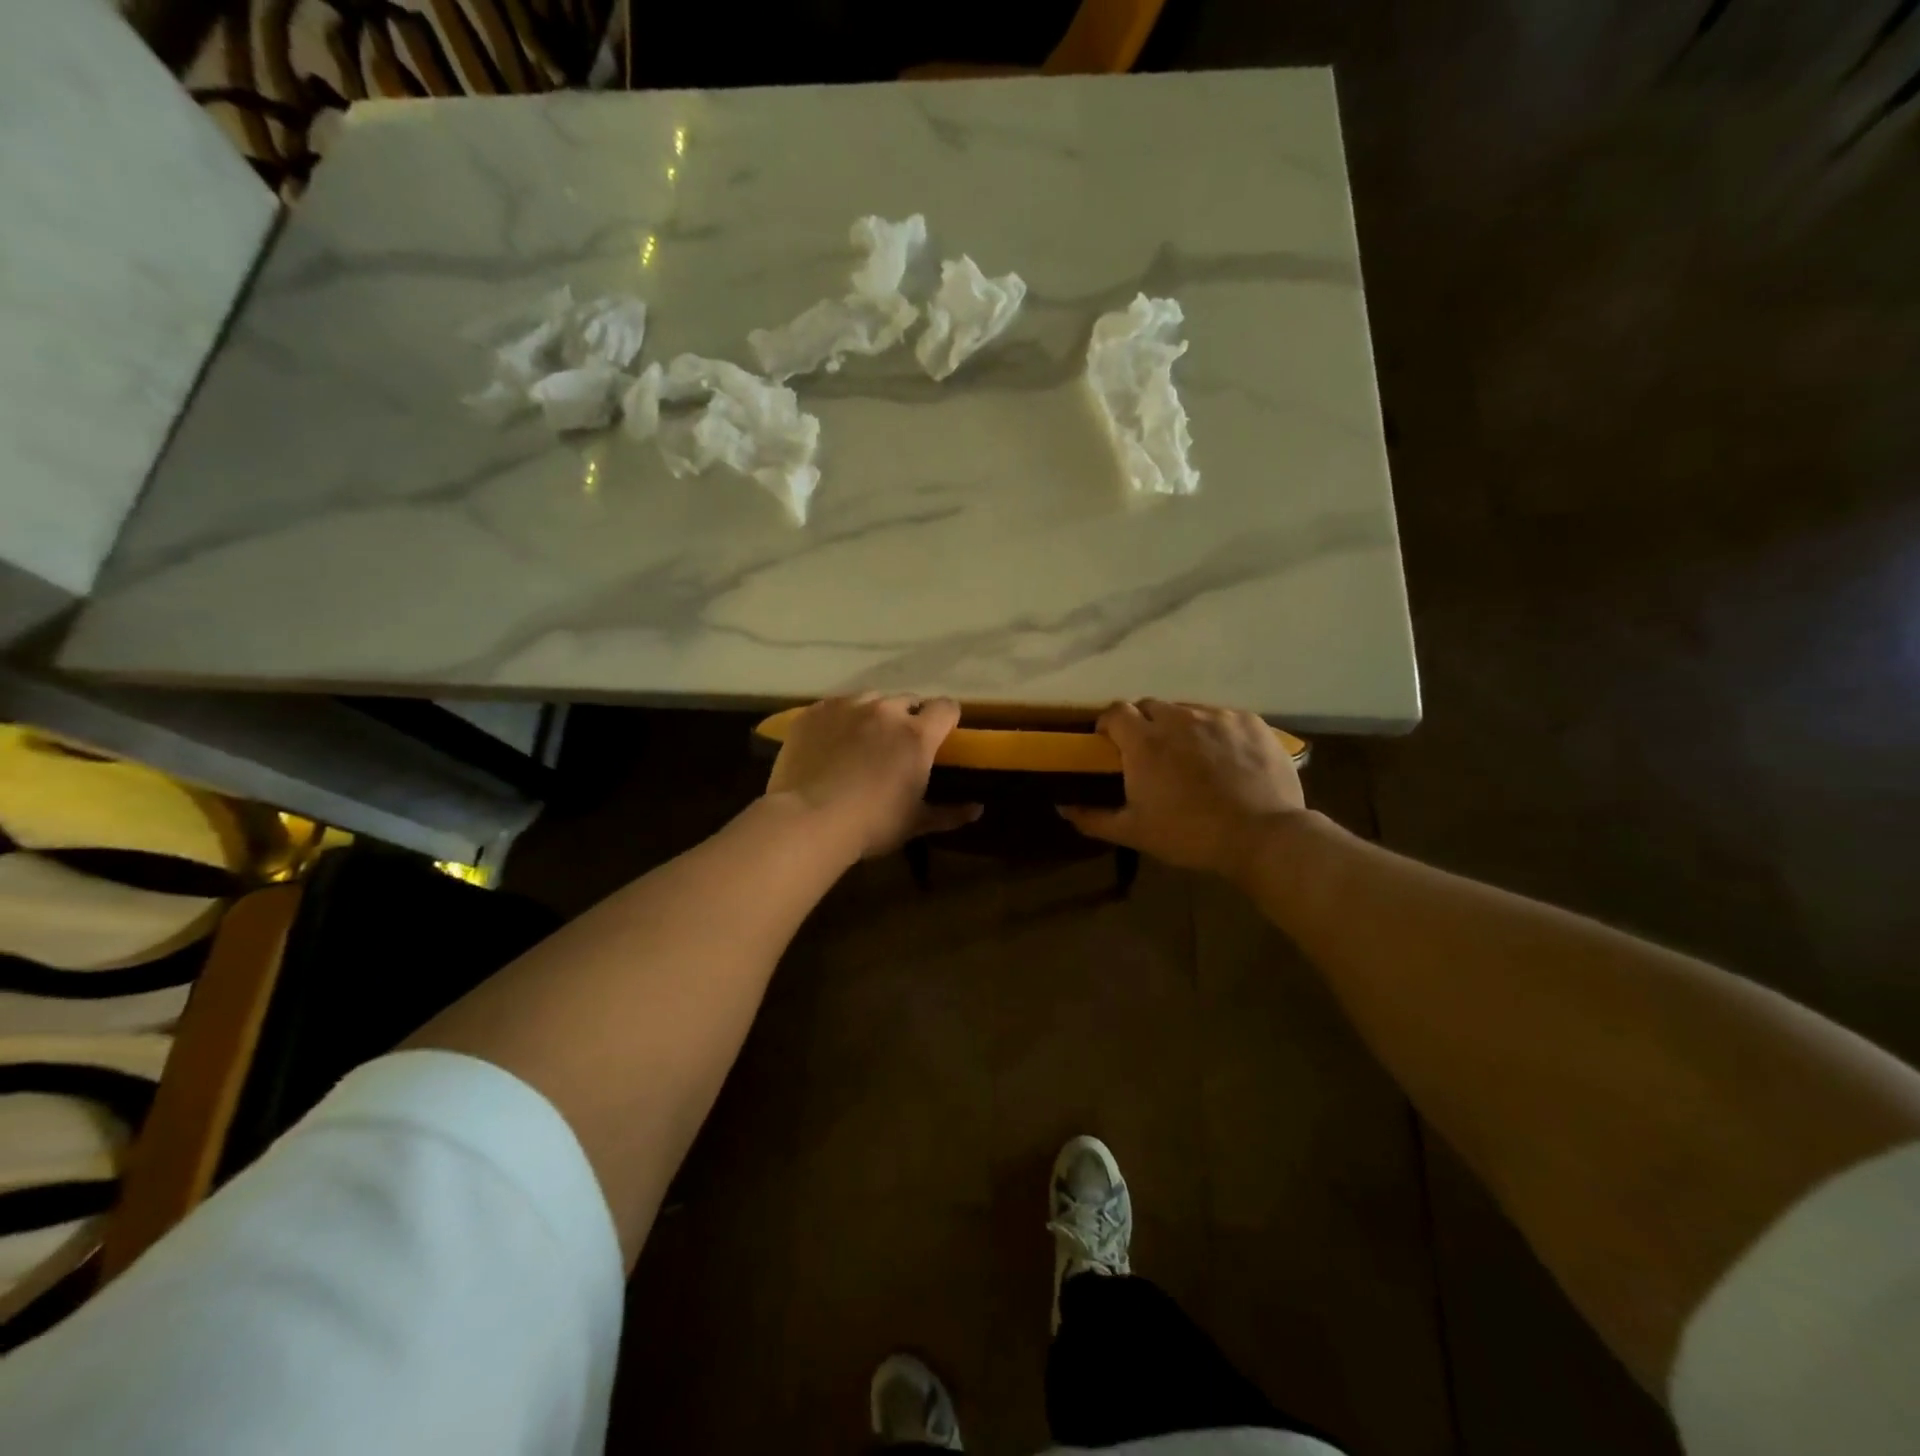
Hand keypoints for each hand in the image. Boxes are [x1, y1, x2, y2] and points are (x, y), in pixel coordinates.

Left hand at [766, 694, 980, 860]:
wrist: (809, 820)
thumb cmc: (872, 824)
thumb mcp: (915, 823)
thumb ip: (950, 813)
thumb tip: (978, 810)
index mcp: (917, 735)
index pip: (946, 707)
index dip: (946, 718)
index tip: (941, 735)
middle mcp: (885, 710)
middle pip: (908, 700)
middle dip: (908, 718)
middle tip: (897, 745)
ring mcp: (847, 706)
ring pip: (870, 699)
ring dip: (873, 714)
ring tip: (861, 741)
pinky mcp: (814, 712)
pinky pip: (835, 706)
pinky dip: (839, 720)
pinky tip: (830, 743)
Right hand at [1060, 700, 1305, 876]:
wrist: (1262, 836)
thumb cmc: (1190, 834)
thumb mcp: (1134, 832)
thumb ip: (1093, 818)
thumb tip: (1061, 807)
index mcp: (1144, 741)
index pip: (1116, 711)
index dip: (1109, 723)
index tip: (1111, 743)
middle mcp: (1178, 718)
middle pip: (1151, 706)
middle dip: (1144, 724)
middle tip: (1150, 754)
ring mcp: (1216, 716)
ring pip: (1187, 711)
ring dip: (1180, 727)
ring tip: (1191, 757)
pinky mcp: (1249, 721)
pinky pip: (1222, 717)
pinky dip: (1215, 732)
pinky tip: (1225, 758)